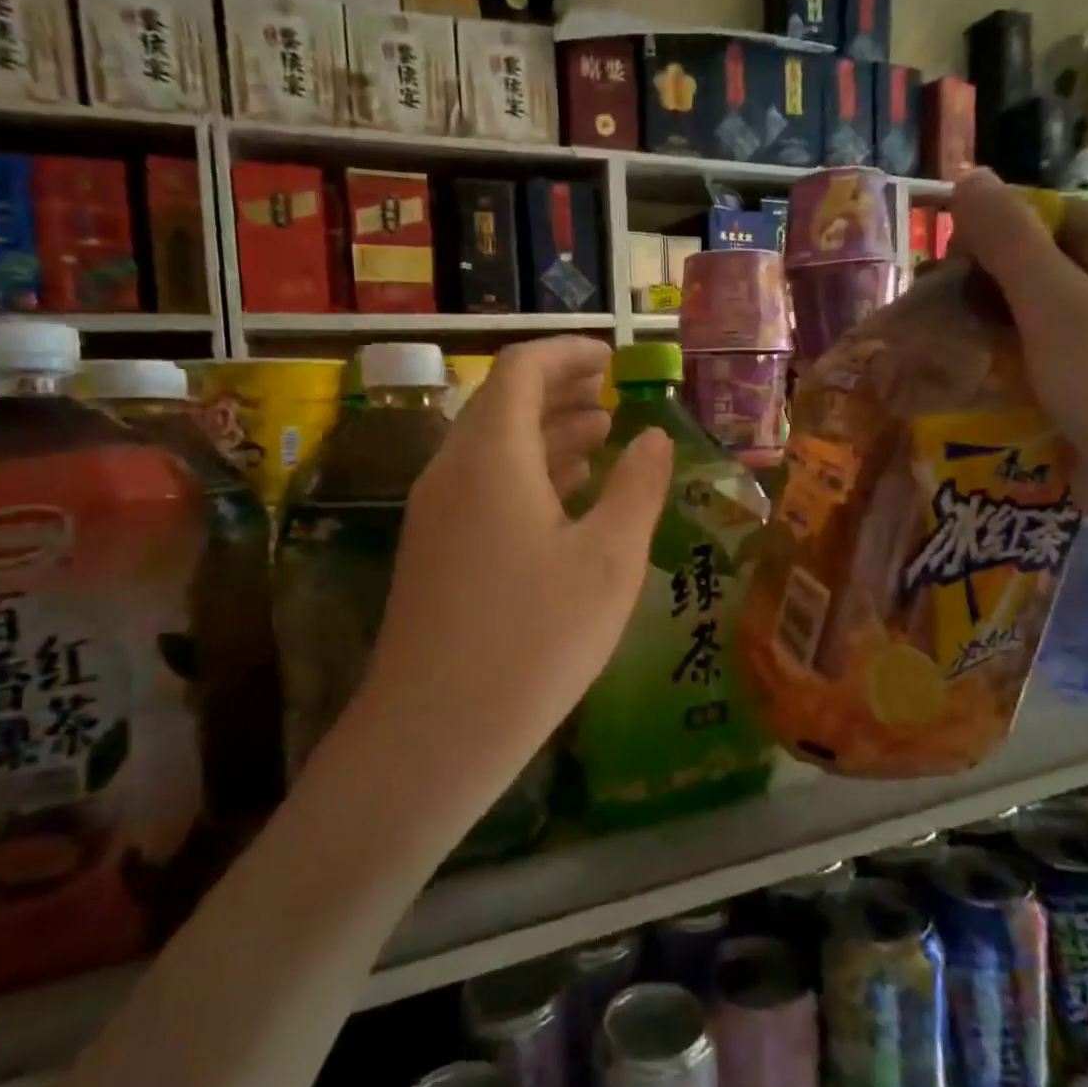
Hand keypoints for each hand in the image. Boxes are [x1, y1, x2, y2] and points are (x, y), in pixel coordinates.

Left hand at [352, 337, 673, 772]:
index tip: (614, 360)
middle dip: (560, 390)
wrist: (435, 732)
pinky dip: (526, 473)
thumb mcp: (609, 560)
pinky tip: (564, 497)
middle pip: (503, 402)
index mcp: (492, 456)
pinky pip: (482, 486)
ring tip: (601, 436)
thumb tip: (653, 437)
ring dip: (545, 432)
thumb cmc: (534, 639)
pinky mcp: (434, 551)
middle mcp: (453, 470)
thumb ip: (637, 488)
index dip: (569, 354)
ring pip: (493, 446)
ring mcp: (436, 513)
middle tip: (613, 394)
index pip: (522, 369)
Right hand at [949, 169, 1087, 538]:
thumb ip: (1008, 240)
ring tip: (962, 356)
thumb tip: (968, 175)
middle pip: (1051, 263)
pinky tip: (998, 382)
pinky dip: (1030, 359)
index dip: (991, 240)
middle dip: (994, 289)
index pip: (1050, 215)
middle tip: (947, 324)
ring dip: (1005, 328)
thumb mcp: (1054, 304)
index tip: (945, 280)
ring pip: (1054, 310)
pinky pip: (1067, 349)